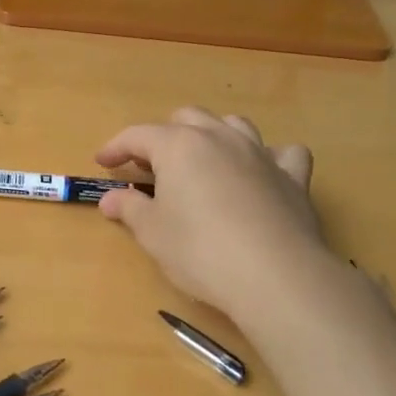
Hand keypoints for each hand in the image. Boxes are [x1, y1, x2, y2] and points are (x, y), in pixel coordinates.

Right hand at [96, 108, 333, 320]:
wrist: (274, 275)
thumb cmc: (199, 250)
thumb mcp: (152, 232)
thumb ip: (130, 208)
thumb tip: (111, 198)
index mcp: (179, 146)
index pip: (138, 135)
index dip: (116, 147)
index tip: (102, 163)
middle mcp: (220, 138)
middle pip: (187, 119)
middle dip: (164, 136)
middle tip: (152, 166)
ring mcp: (260, 154)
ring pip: (233, 125)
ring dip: (213, 135)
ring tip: (203, 161)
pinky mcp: (293, 178)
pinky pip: (283, 153)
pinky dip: (270, 157)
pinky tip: (262, 174)